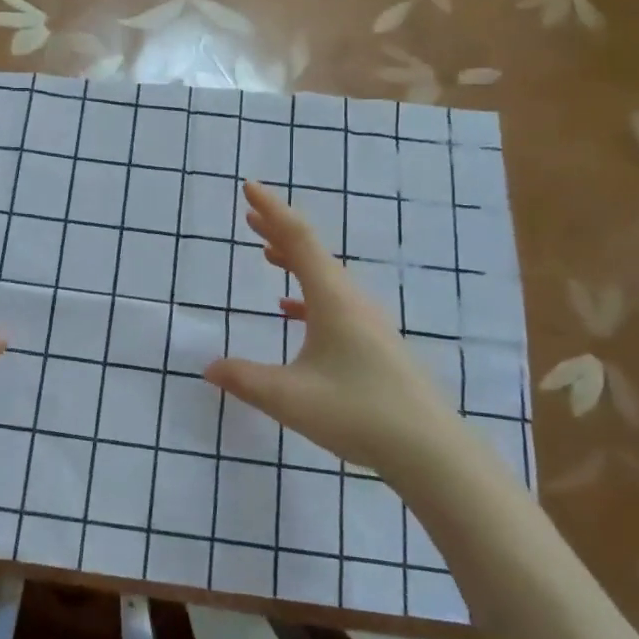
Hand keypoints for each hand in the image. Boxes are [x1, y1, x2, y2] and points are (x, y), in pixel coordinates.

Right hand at [204, 180, 453, 472]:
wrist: (430, 450)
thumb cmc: (357, 412)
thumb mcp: (288, 397)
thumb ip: (243, 379)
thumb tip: (208, 368)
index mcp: (332, 298)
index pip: (298, 238)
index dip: (272, 209)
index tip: (248, 187)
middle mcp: (352, 300)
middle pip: (312, 251)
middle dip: (278, 229)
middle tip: (250, 214)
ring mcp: (367, 321)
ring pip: (323, 276)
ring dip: (293, 260)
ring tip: (266, 252)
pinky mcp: (374, 343)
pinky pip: (333, 301)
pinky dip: (306, 293)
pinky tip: (290, 310)